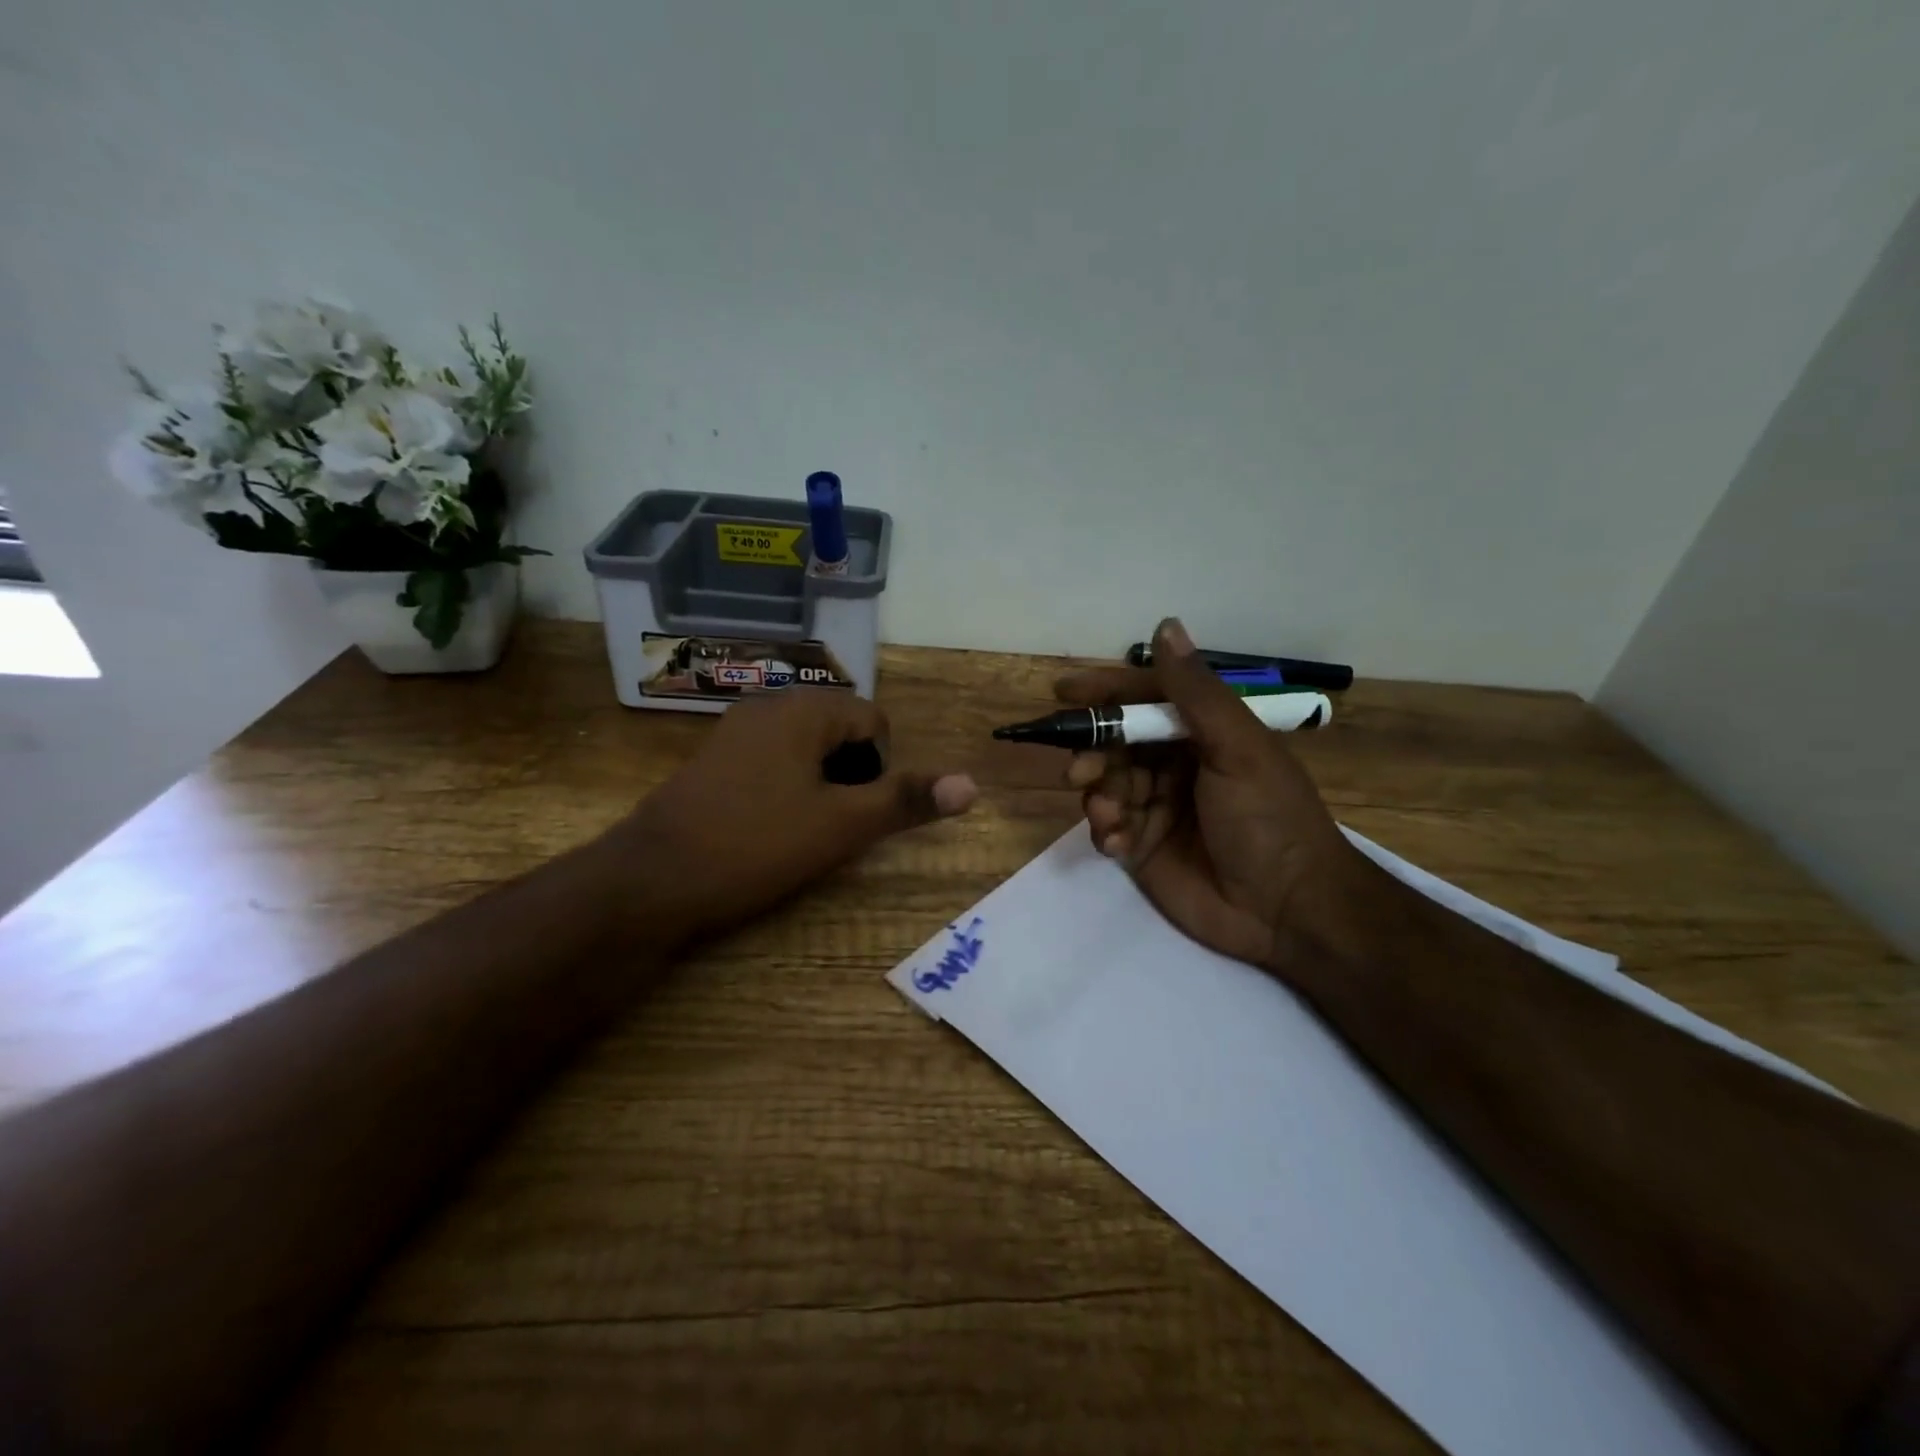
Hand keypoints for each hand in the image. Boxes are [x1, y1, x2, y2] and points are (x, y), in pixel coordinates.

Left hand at [611, 690, 976, 944]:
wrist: (651, 880)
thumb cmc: (755, 845)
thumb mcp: (842, 825)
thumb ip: (905, 800)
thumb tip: (972, 784)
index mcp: (804, 710)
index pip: (873, 720)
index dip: (881, 767)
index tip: (858, 812)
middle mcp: (768, 706)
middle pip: (839, 729)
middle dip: (851, 773)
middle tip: (835, 823)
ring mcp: (734, 731)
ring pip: (805, 746)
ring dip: (820, 781)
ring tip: (804, 828)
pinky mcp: (712, 759)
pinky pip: (771, 759)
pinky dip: (786, 785)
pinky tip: (767, 827)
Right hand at [1055, 618, 1389, 970]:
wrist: (1287, 910)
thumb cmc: (1269, 818)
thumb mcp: (1238, 748)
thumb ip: (1195, 692)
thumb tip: (1164, 625)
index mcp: (1202, 733)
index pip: (1144, 698)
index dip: (1106, 692)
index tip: (1064, 691)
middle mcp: (1175, 763)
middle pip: (1115, 742)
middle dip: (1094, 752)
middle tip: (1080, 771)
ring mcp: (1157, 805)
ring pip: (1105, 783)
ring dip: (1098, 794)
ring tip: (1108, 814)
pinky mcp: (1142, 846)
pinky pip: (1107, 826)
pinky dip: (1105, 829)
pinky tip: (1117, 842)